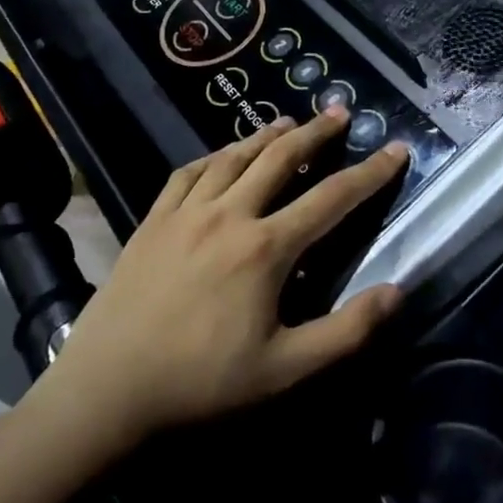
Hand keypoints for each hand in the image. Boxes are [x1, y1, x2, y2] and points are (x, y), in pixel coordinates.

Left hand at [43, 110, 407, 439]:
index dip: (370, 173)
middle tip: (339, 112)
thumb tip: (396, 292)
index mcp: (266, 248)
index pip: (332, 198)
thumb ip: (346, 331)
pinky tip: (221, 155)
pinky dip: (213, 156)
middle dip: (316, 132)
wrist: (106, 390)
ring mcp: (186, 213)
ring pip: (234, 157)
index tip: (396, 149)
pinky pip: (188, 173)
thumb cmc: (201, 382)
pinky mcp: (152, 220)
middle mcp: (229, 214)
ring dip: (266, 135)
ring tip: (289, 121)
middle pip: (281, 158)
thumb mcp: (285, 370)